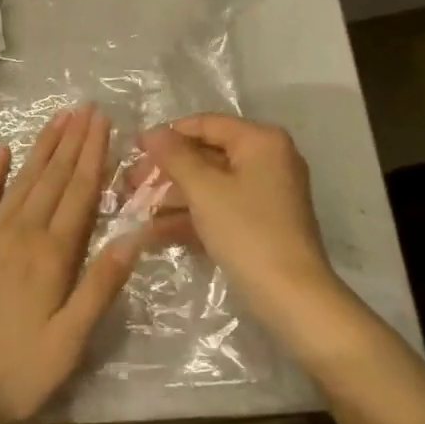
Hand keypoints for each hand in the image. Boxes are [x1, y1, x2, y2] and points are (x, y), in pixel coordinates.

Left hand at [0, 104, 140, 423]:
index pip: (80, 192)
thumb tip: (133, 236)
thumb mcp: (69, 342)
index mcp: (52, 253)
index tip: (103, 121)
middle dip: (73, 140)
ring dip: (43, 147)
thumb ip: (100, 285)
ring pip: (23, 179)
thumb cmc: (16, 370)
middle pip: (54, 177)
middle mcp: (22, 232)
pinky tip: (3, 150)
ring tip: (59, 118)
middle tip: (87, 107)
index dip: (94, 154)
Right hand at [139, 115, 347, 342]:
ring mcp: (267, 193)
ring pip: (212, 185)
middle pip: (207, 155)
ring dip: (173, 197)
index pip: (206, 124)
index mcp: (261, 141)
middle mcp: (268, 159)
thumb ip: (175, 156)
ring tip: (135, 210)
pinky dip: (192, 218)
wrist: (293, 299)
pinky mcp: (262, 223)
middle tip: (130, 185)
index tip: (134, 149)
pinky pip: (221, 209)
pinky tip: (154, 233)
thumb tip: (152, 132)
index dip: (168, 135)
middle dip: (167, 171)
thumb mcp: (205, 190)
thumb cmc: (247, 232)